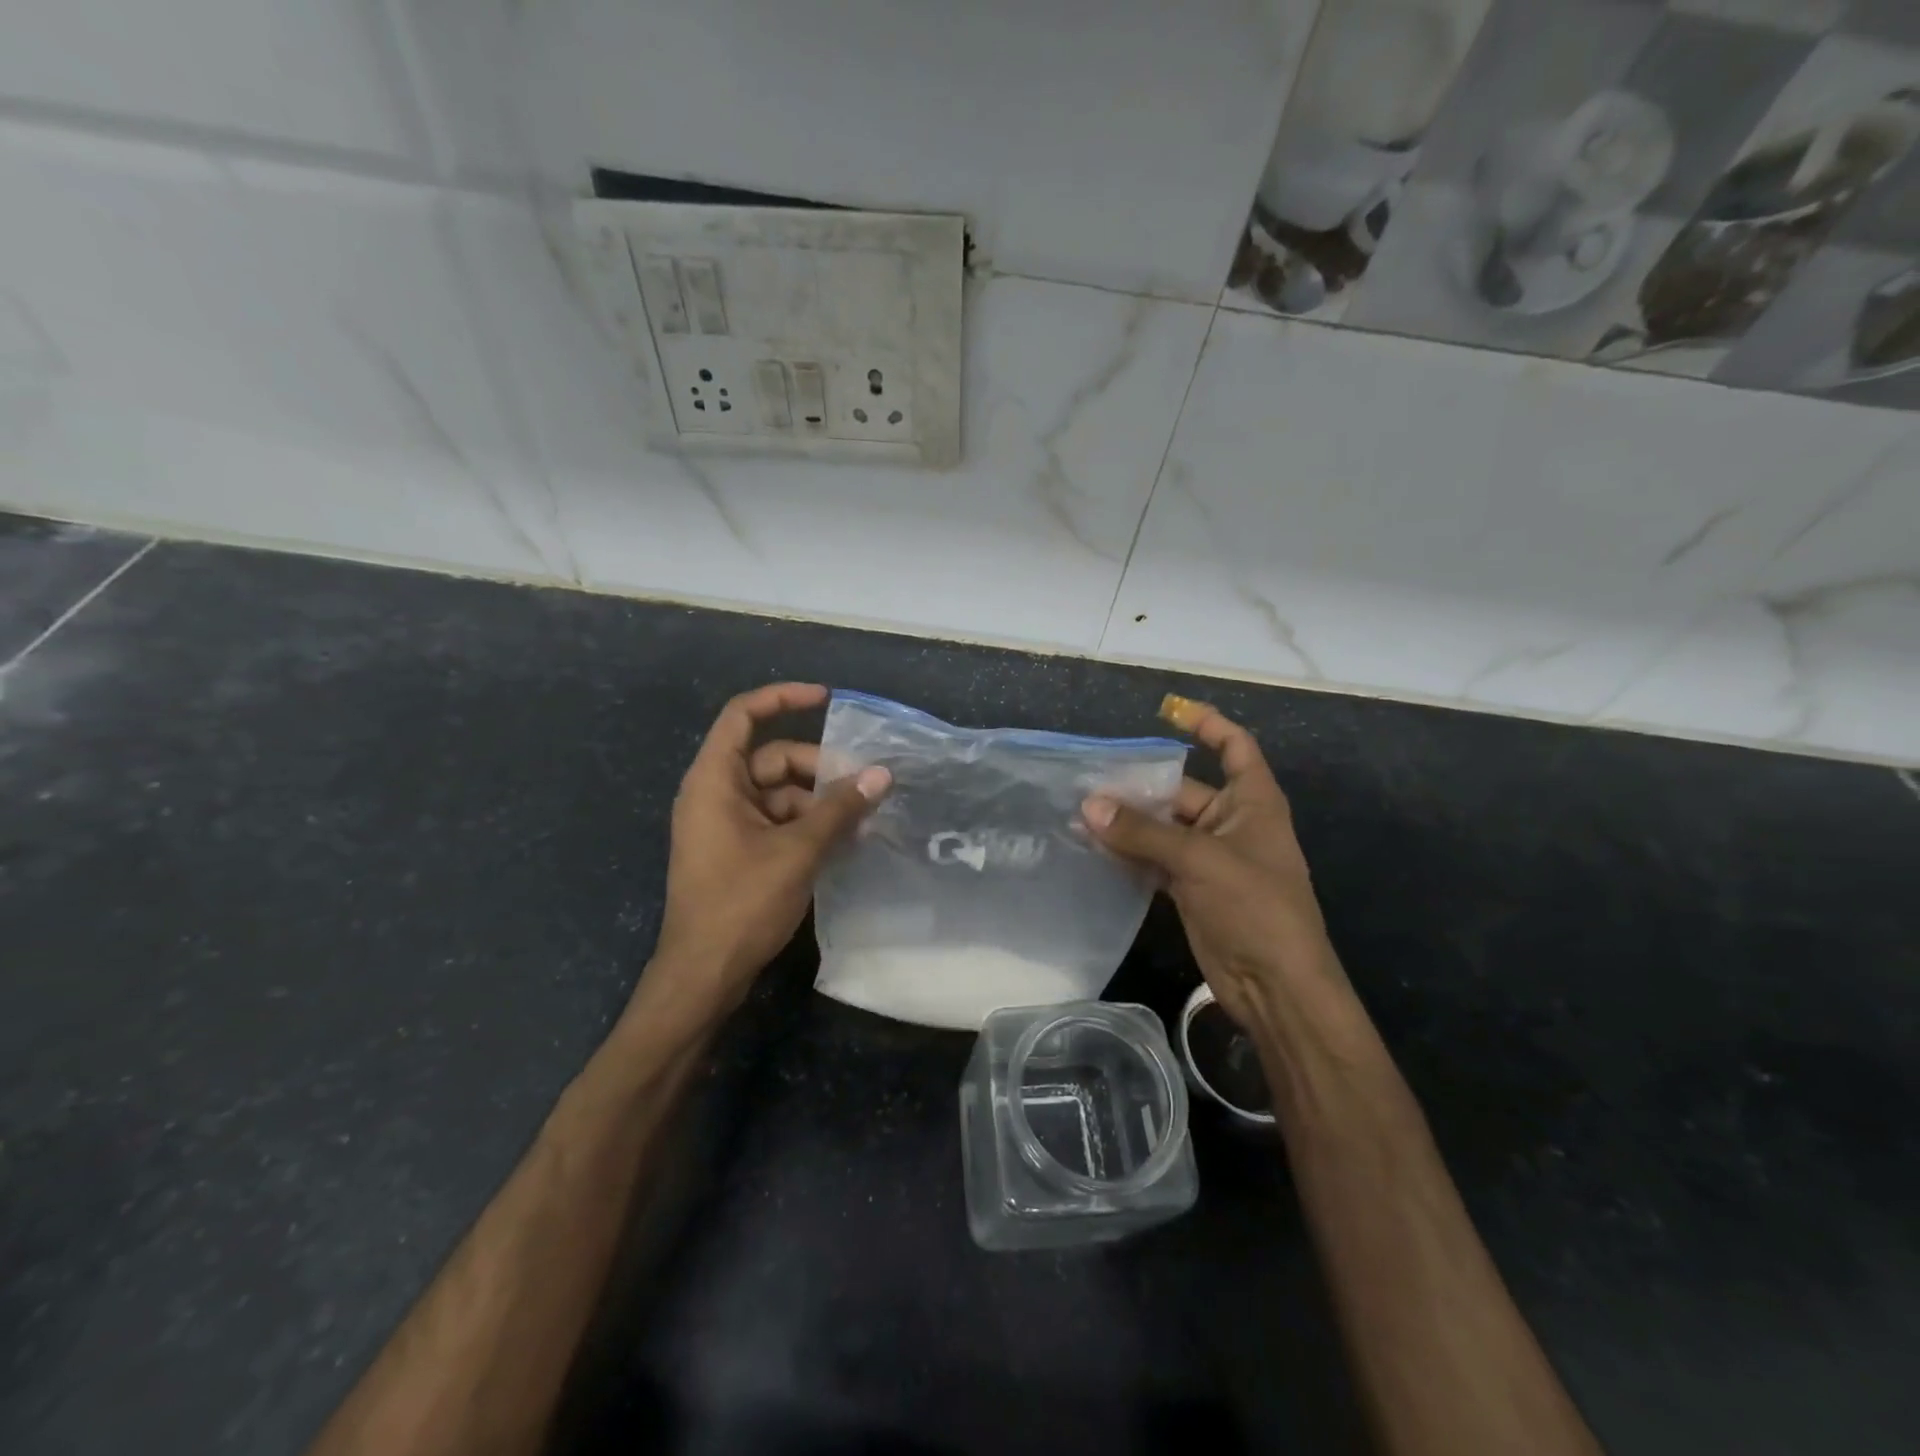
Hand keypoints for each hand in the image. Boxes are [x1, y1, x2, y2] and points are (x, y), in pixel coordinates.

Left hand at [647, 683, 889, 1016]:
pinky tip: (843, 842)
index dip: (782, 698)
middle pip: (772, 758)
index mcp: (714, 780)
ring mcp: (725, 825)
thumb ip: (839, 809)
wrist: (703, 975)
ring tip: (861, 821)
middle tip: (864, 787)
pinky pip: (777, 821)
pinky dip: (807, 825)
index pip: (742, 716)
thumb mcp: (798, 851)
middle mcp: (716, 794)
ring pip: (780, 793)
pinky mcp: (737, 851)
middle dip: (818, 768)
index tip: (825, 699)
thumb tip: (881, 775)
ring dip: (819, 802)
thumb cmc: (741, 903)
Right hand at [1082, 704, 1354, 1048]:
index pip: (1234, 746)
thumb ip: (1143, 832)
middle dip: (1140, 787)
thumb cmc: (1254, 907)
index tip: (1168, 711)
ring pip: (1163, 828)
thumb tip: (1090, 806)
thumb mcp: (1200, 860)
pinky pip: (1155, 859)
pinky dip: (1130, 854)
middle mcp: (1232, 823)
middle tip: (1089, 783)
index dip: (1207, 724)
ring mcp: (1210, 858)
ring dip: (1129, 823)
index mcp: (1253, 802)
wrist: (1275, 986)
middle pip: (1182, 790)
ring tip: (1081, 813)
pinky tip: (1095, 849)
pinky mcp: (1191, 888)